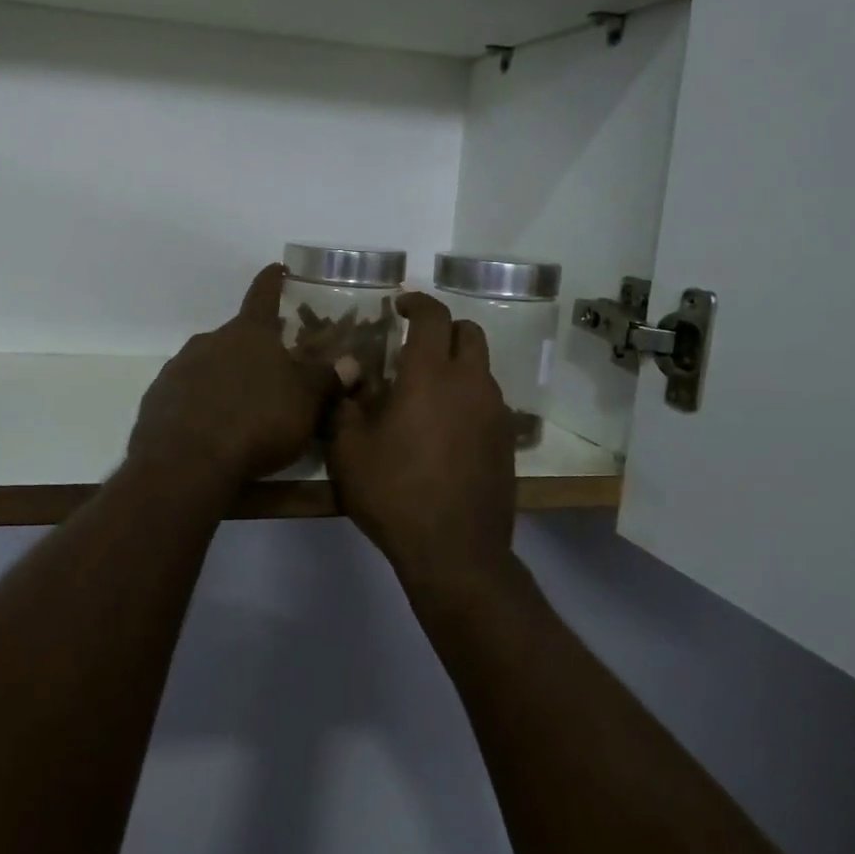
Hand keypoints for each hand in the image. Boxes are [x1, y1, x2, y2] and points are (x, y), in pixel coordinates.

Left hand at [129, 265, 352, 487]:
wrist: (186, 463)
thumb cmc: (256, 423)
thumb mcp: (305, 403)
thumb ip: (326, 379)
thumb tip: (351, 362)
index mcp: (249, 333)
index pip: (263, 295)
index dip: (273, 281)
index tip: (277, 268)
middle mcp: (211, 340)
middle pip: (237, 336)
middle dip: (254, 348)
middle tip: (272, 369)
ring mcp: (179, 367)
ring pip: (209, 363)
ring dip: (225, 377)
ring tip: (241, 407)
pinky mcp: (158, 397)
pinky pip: (186, 392)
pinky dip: (200, 402)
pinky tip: (209, 428)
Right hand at [327, 292, 517, 601]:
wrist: (456, 551)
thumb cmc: (394, 493)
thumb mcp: (349, 450)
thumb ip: (346, 404)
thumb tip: (349, 373)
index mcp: (430, 375)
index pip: (432, 317)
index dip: (416, 302)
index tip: (399, 306)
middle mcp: (470, 383)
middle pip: (469, 333)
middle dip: (444, 328)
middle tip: (416, 344)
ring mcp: (495, 412)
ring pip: (482, 368)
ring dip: (458, 365)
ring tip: (427, 390)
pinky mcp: (508, 440)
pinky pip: (489, 401)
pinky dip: (469, 397)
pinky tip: (446, 426)